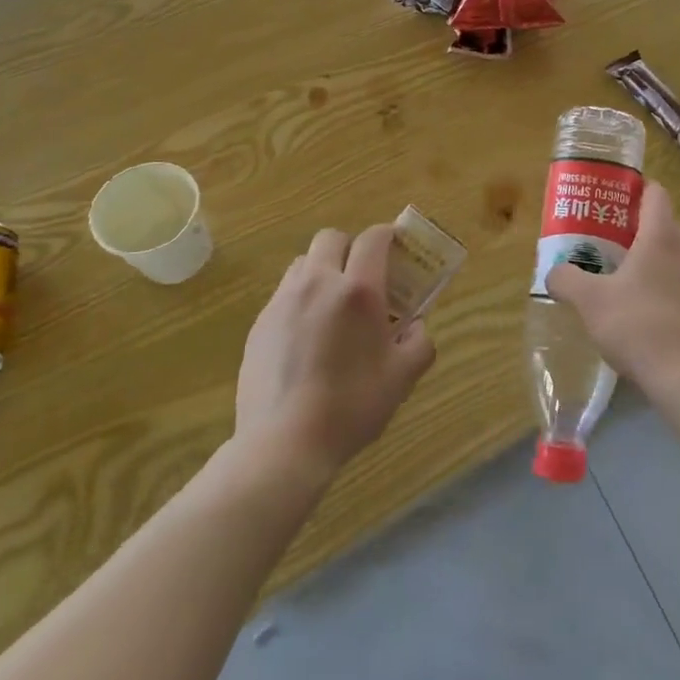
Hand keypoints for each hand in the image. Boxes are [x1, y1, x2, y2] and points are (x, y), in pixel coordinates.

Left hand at [235, 225, 435, 474]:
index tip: (396, 246)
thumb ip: (419, 343)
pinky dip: (301, 298)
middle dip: (350, 247)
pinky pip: (284, 293)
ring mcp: (284, 301)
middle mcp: (319, 283)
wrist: (283, 445)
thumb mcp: (402, 378)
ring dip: (323, 269)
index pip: (373, 238)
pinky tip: (307, 335)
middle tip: (363, 276)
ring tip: (333, 303)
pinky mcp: (260, 323)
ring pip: (304, 262)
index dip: (387, 235)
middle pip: (332, 238)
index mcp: (358, 290)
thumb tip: (416, 328)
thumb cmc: (351, 406)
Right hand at [546, 183, 679, 396]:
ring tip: (631, 286)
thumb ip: (567, 280)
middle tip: (614, 245)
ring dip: (659, 267)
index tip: (619, 197)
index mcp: (660, 239)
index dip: (639, 189)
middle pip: (667, 228)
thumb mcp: (590, 302)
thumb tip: (553, 273)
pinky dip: (673, 298)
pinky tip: (654, 322)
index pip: (656, 195)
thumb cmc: (637, 326)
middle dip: (642, 232)